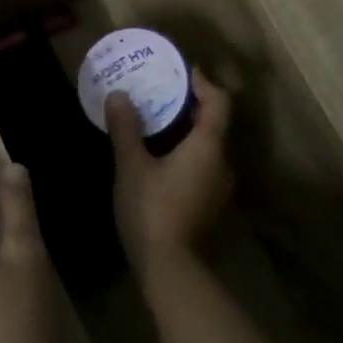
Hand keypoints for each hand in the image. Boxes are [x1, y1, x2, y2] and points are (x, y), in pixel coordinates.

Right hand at [106, 68, 233, 288]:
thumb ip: (126, 129)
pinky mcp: (212, 206)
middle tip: (162, 94)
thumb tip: (119, 95)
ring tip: (158, 124)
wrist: (172, 270)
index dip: (204, 83)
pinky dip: (188, 154)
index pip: (219, 102)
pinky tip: (162, 160)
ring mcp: (221, 187)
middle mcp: (223, 163)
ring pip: (210, 147)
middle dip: (192, 106)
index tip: (183, 71)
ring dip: (189, 132)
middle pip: (216, 123)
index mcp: (209, 146)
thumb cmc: (152, 210)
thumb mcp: (131, 167)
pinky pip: (204, 166)